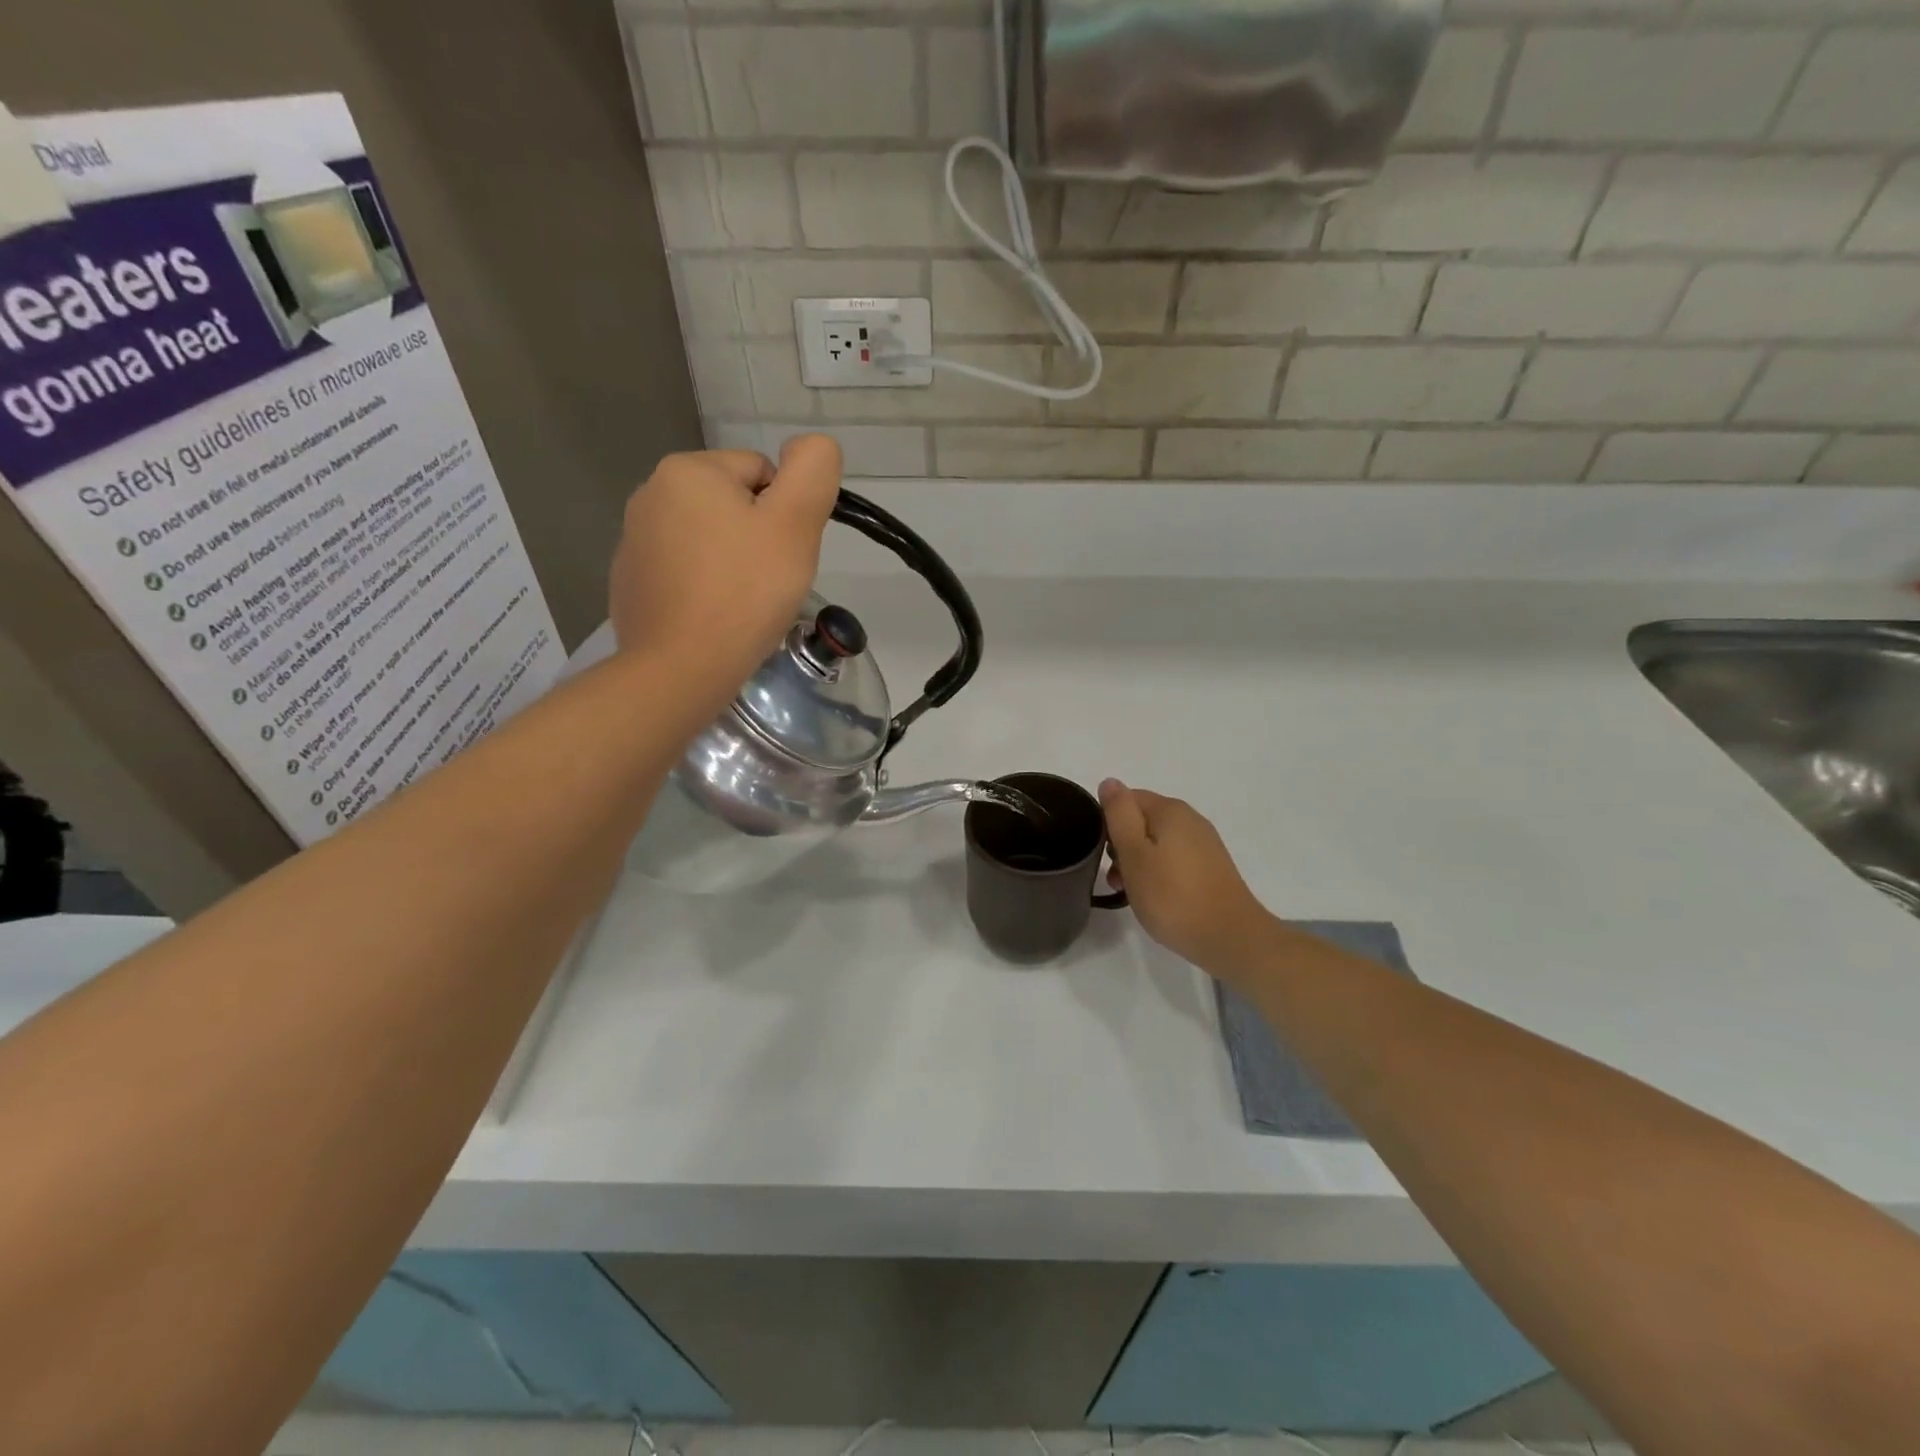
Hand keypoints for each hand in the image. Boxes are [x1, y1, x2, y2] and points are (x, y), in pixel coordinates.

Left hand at [611, 436, 842, 696]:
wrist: (680, 668)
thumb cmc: (744, 593)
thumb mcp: (795, 524)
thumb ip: (812, 471)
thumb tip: (809, 446)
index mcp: (688, 470)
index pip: (762, 473)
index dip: (785, 514)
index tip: (784, 556)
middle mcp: (650, 493)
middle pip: (732, 505)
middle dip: (757, 538)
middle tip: (768, 582)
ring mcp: (633, 540)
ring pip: (708, 540)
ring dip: (731, 563)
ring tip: (741, 605)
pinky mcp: (629, 582)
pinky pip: (683, 572)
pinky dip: (702, 588)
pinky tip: (712, 618)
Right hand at [1100, 780, 1275, 979]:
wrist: (1230, 937)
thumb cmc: (1172, 895)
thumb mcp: (1134, 853)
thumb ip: (1119, 814)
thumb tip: (1110, 782)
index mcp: (1170, 810)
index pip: (1127, 799)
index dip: (1109, 823)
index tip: (1106, 855)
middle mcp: (1190, 819)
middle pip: (1142, 821)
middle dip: (1122, 846)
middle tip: (1116, 878)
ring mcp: (1204, 844)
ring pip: (1157, 843)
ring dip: (1138, 863)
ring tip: (1132, 894)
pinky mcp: (1211, 868)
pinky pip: (1174, 860)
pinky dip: (1159, 873)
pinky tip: (1157, 898)